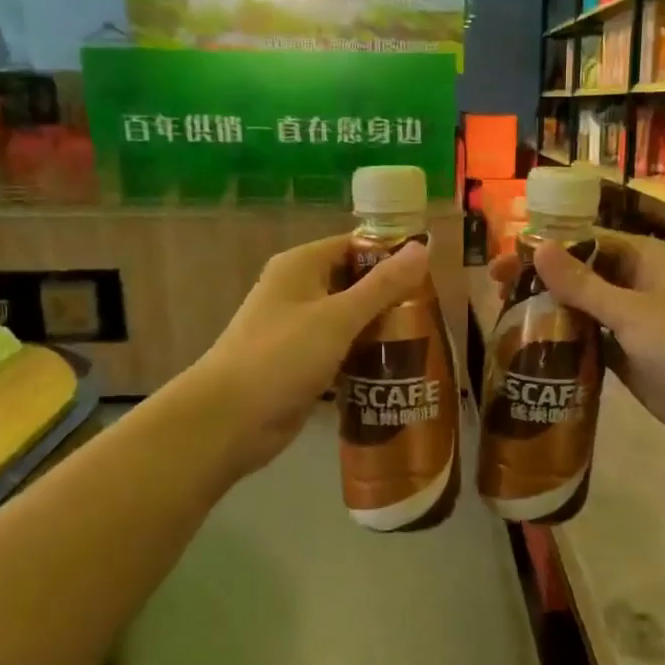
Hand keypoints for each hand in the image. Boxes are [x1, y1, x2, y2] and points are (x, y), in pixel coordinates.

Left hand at [188, 234, 432, 478]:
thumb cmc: (282, 356)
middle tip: (433, 310)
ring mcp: (298, 329)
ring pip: (349, 319)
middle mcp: (298, 290)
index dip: (391, 254)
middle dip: (390, 295)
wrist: (230, 419)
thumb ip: (382, 286)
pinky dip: (364, 355)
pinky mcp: (302, 363)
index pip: (354, 245)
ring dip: (380, 328)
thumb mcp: (338, 317)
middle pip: (354, 282)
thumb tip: (422, 248)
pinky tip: (397, 367)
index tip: (430, 271)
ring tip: (424, 338)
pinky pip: (341, 350)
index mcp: (301, 266)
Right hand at [489, 232, 664, 458]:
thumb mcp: (631, 312)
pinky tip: (532, 348)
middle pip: (581, 275)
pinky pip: (590, 340)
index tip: (504, 264)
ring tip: (506, 319)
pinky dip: (566, 342)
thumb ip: (582, 284)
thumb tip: (537, 247)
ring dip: (551, 312)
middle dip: (542, 282)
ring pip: (583, 309)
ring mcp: (634, 322)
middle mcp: (638, 284)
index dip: (544, 251)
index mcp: (646, 259)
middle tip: (497, 293)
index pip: (585, 244)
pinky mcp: (629, 355)